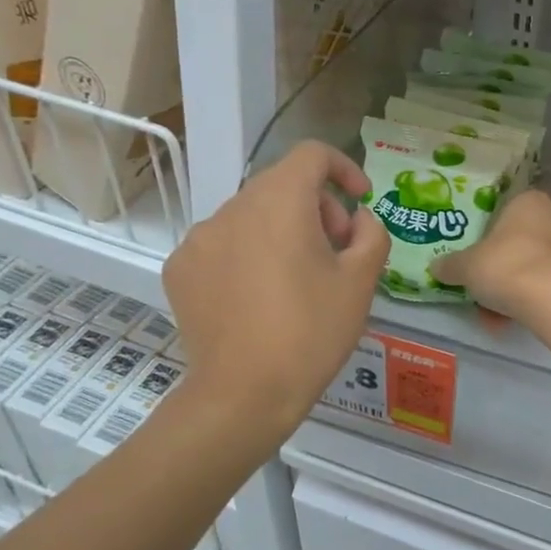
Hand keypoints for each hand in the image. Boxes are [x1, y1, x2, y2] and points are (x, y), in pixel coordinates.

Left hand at [164, 142, 388, 431]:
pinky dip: (246, 255)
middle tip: (336, 252)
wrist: (244, 395)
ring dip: (281, 232)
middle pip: (282, 186)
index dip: (343, 168)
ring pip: (251, 216)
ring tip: (296, 280)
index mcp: (280, 201)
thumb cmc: (311, 333)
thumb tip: (357, 219)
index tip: (359, 202)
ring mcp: (199, 238)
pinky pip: (222, 245)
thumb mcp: (360, 282)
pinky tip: (257, 298)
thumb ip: (371, 234)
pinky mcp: (180, 269)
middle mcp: (233, 207)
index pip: (312, 155)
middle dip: (317, 208)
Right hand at [430, 189, 550, 320]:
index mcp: (528, 201)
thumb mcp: (466, 265)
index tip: (473, 256)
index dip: (485, 234)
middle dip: (498, 266)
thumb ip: (450, 265)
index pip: (504, 211)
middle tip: (479, 286)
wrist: (550, 297)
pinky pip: (544, 285)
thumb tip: (436, 267)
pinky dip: (526, 301)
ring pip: (531, 266)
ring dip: (511, 288)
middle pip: (518, 241)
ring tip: (490, 315)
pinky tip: (507, 322)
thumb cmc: (504, 265)